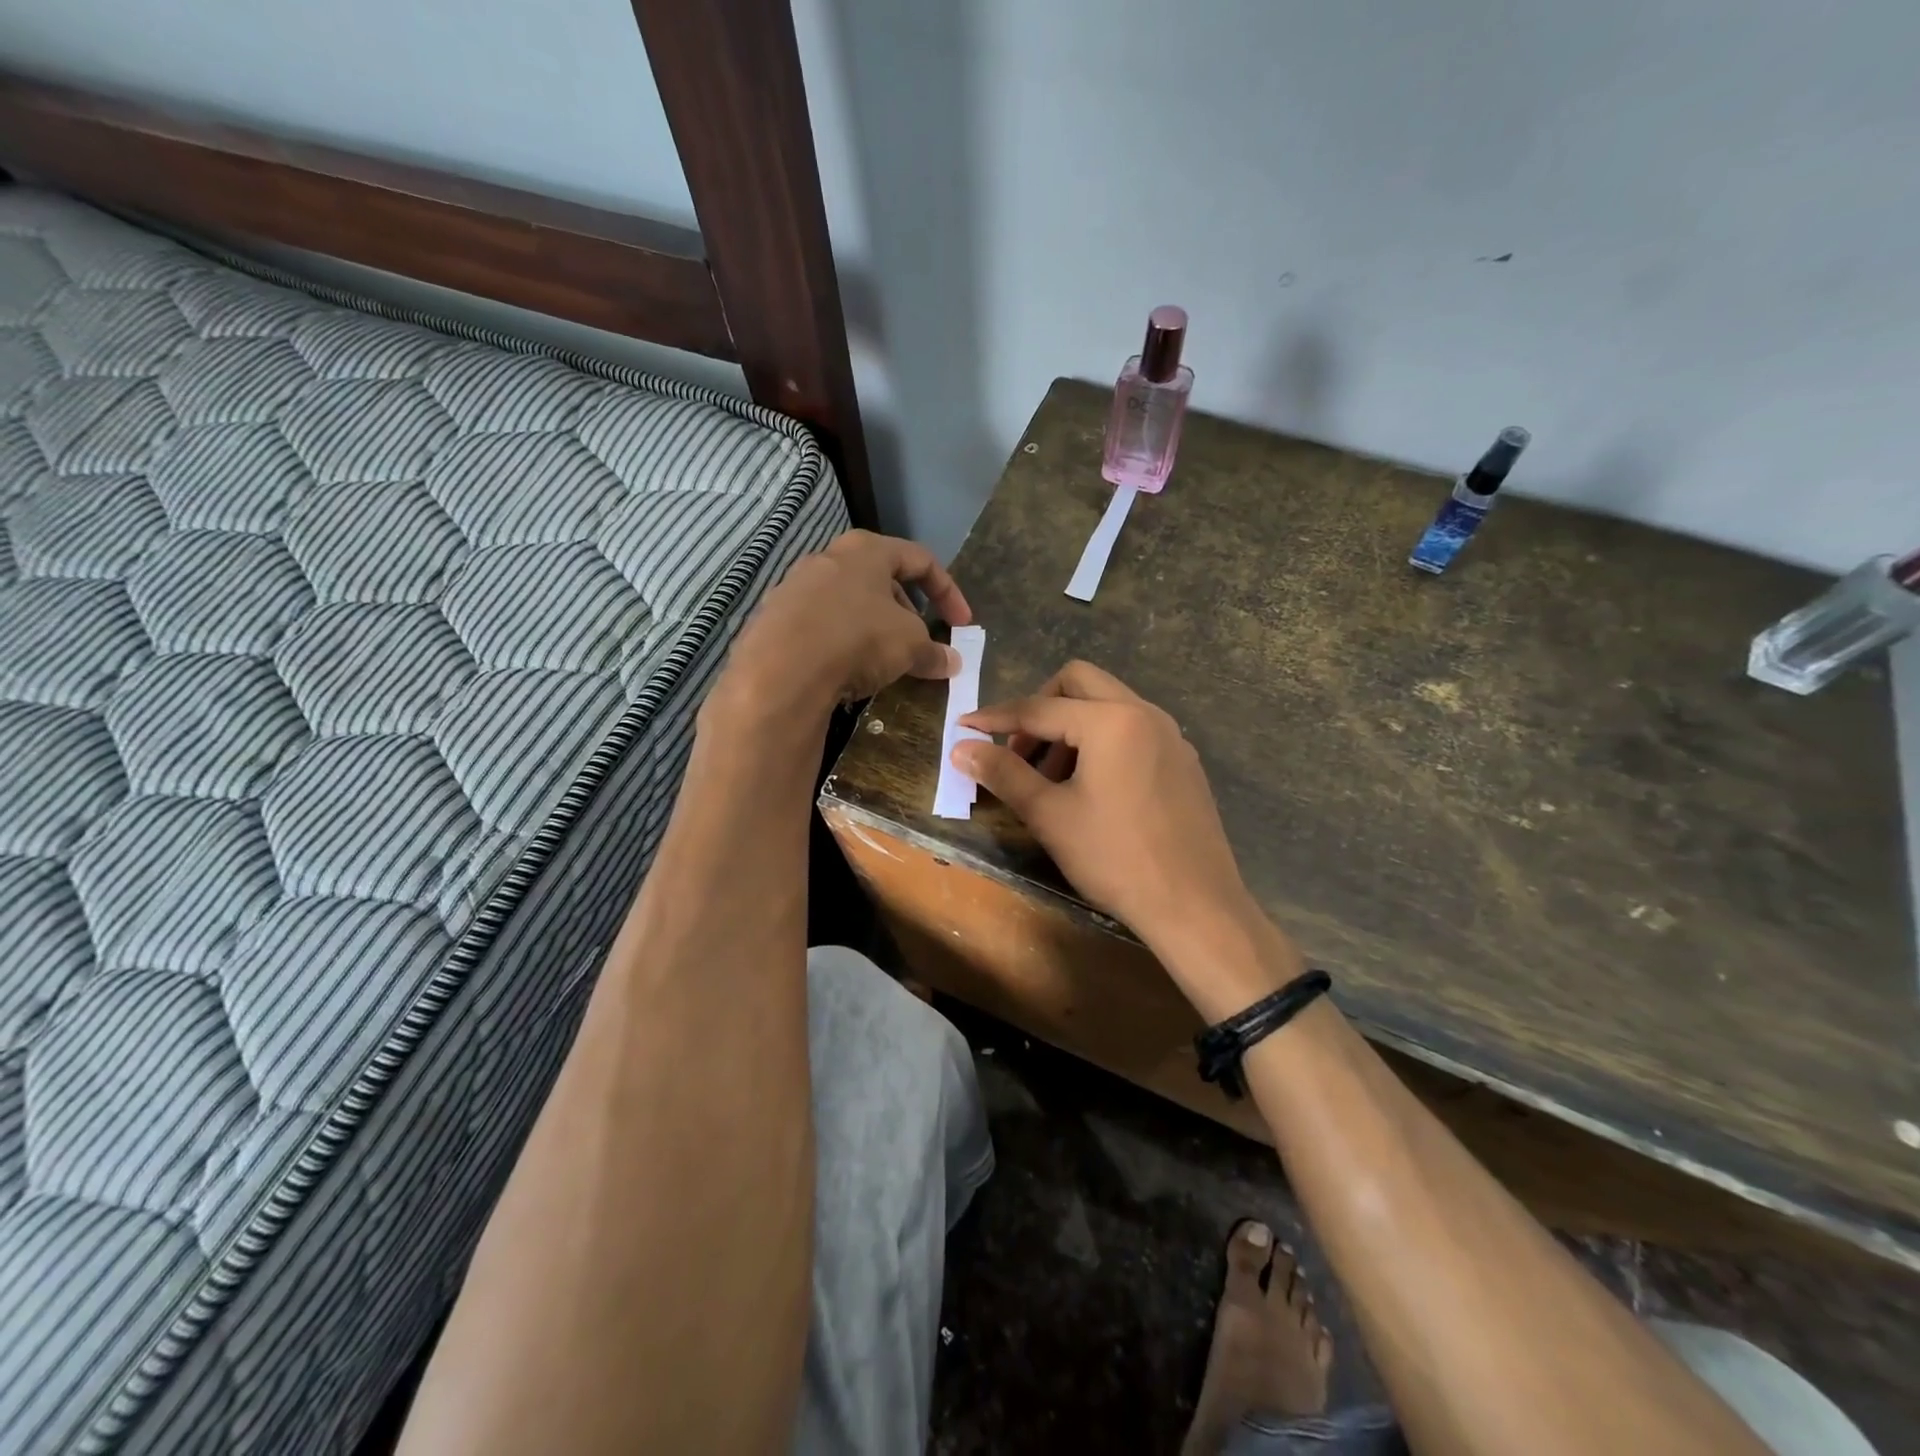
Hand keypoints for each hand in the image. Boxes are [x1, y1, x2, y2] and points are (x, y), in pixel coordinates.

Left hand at [714, 530, 970, 721]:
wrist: (780, 671)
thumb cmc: (858, 639)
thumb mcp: (910, 646)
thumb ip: (933, 651)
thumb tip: (952, 662)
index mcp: (866, 550)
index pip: (920, 559)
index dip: (948, 592)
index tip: (962, 625)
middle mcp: (828, 558)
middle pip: (880, 580)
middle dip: (907, 613)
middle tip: (919, 644)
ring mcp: (794, 587)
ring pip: (847, 603)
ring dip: (872, 628)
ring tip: (884, 661)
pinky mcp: (773, 619)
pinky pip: (819, 626)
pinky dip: (840, 643)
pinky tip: (845, 671)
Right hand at [954, 663, 1281, 997]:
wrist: (1195, 905)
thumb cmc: (1116, 858)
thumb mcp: (1050, 815)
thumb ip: (1003, 773)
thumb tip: (960, 747)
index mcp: (1111, 720)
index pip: (1039, 708)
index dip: (996, 718)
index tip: (963, 727)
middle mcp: (1145, 713)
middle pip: (1079, 683)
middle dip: (1040, 707)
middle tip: (1019, 750)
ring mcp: (1170, 735)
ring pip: (1108, 705)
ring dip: (1071, 726)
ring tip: (1051, 777)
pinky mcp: (1183, 760)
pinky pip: (1133, 729)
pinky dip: (1101, 741)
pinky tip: (1091, 787)